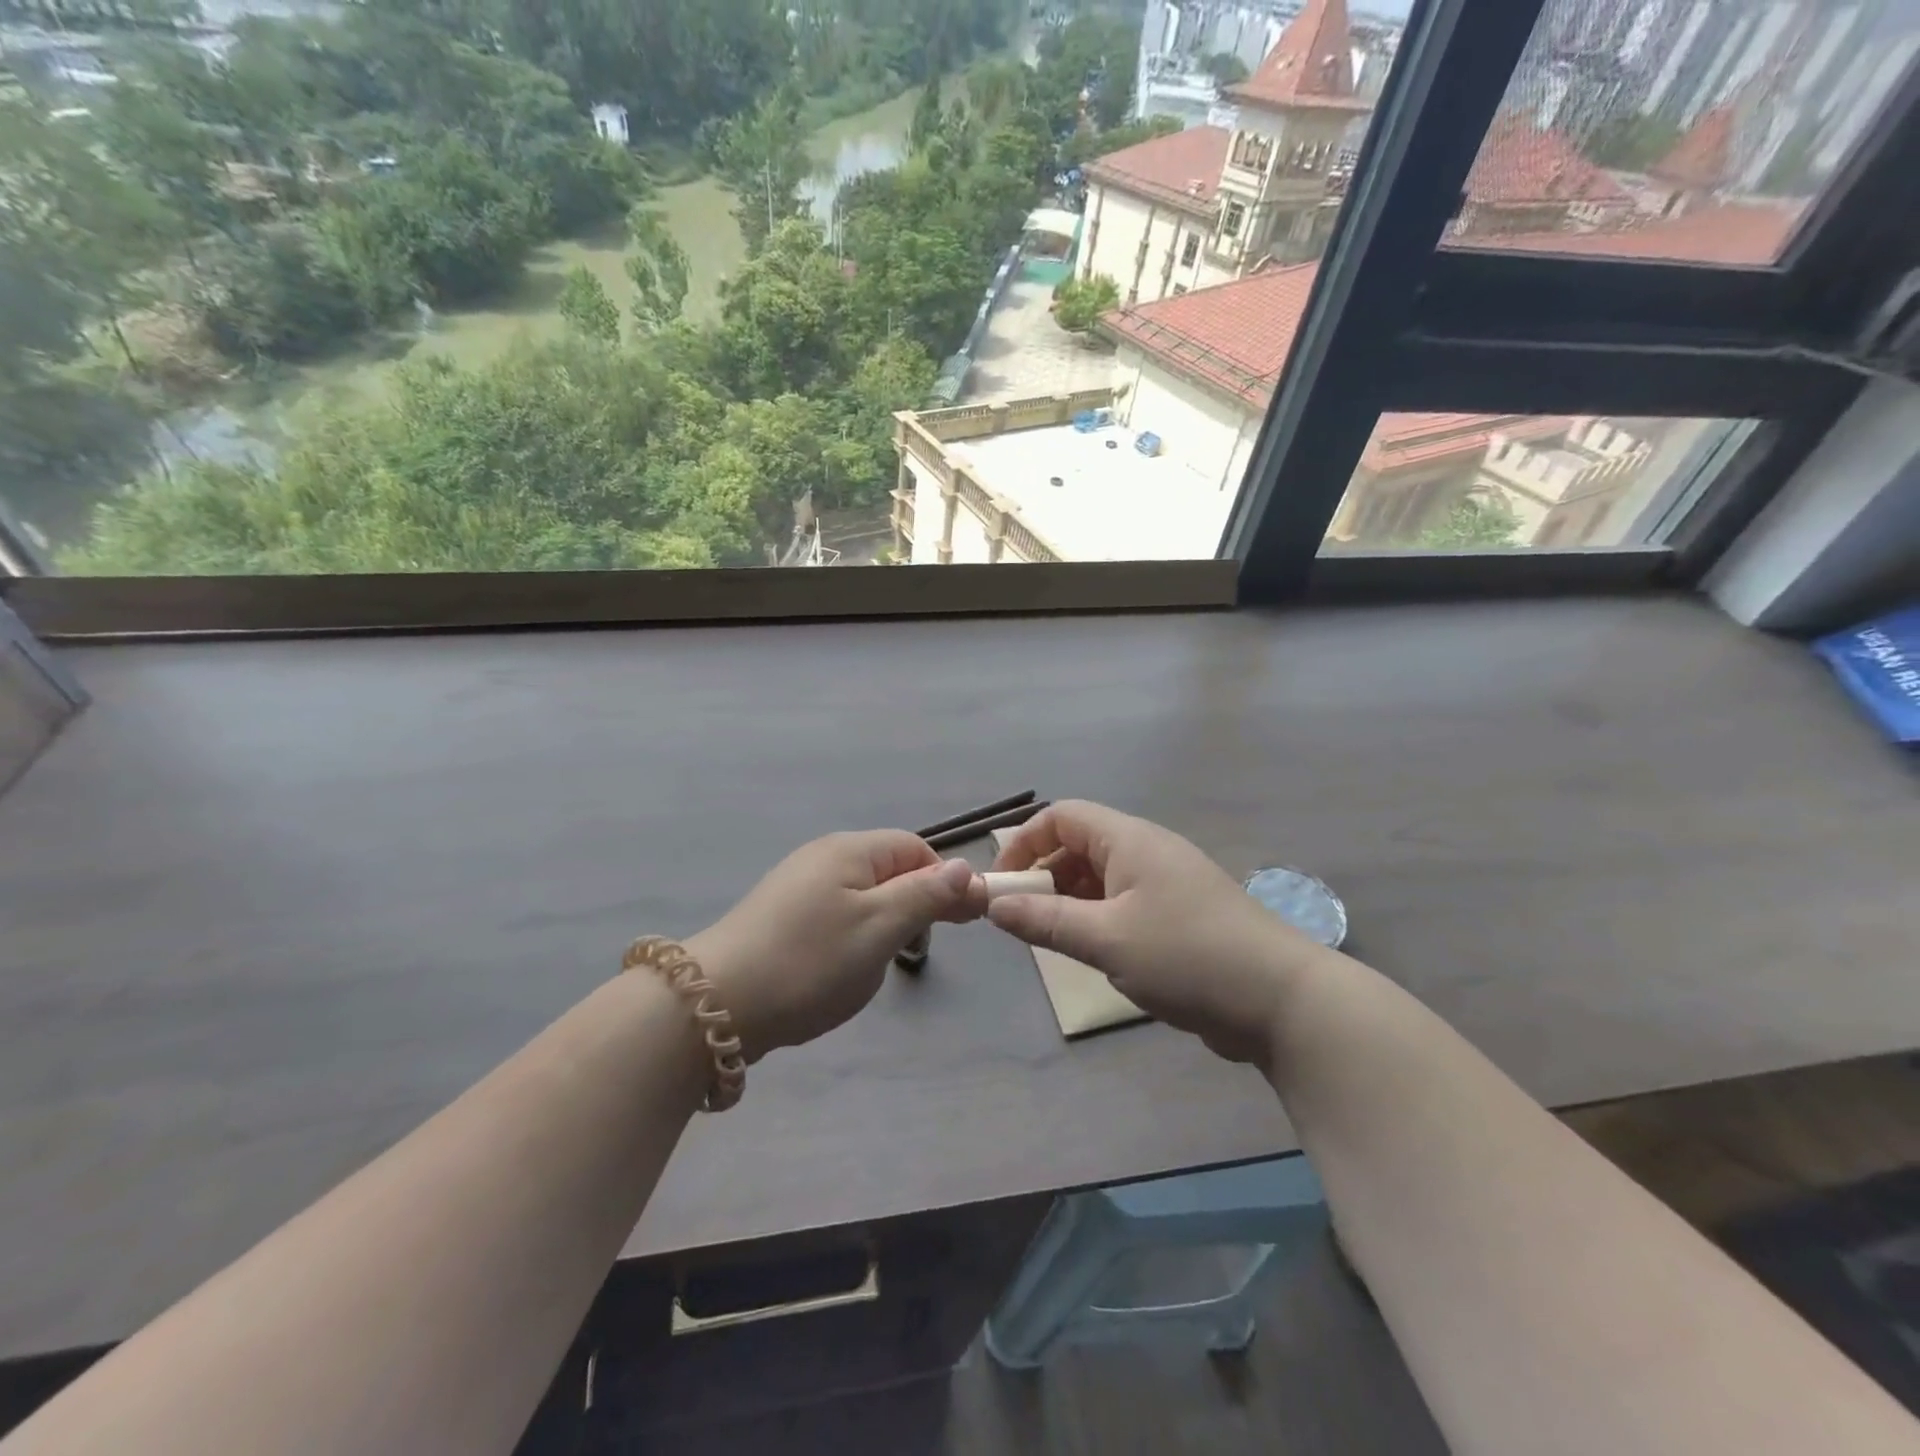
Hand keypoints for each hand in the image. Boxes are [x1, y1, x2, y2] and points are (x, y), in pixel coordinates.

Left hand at [687, 831, 984, 1061]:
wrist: (716, 1004)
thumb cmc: (811, 961)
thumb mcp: (880, 928)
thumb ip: (926, 896)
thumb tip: (965, 869)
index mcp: (850, 850)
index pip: (915, 848)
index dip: (945, 880)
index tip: (961, 921)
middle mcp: (823, 857)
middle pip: (889, 869)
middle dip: (914, 904)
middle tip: (920, 947)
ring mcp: (797, 886)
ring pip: (862, 896)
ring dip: (883, 924)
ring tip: (878, 964)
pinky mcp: (780, 916)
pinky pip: (835, 915)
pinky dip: (852, 937)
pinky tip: (841, 968)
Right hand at [989, 800, 1324, 1063]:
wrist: (1282, 1000)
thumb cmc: (1186, 956)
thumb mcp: (1105, 939)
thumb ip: (1044, 920)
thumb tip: (993, 905)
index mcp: (1129, 839)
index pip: (1061, 815)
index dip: (1024, 843)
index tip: (1002, 886)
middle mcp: (1147, 850)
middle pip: (1078, 845)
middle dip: (1044, 876)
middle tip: (1023, 921)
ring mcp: (1167, 883)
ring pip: (1100, 878)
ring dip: (1069, 902)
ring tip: (1053, 941)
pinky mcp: (1180, 915)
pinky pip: (1123, 904)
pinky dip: (1098, 920)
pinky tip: (1095, 954)